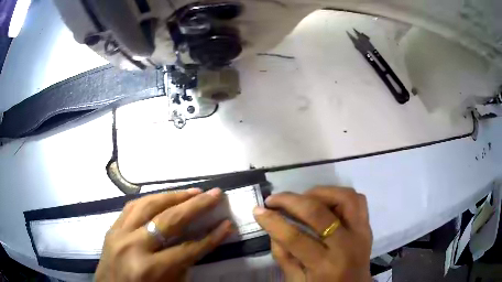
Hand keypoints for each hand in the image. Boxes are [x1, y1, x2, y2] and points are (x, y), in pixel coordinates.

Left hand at [95, 188, 232, 281]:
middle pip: (168, 220)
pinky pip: (132, 206)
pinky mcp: (112, 228)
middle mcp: (132, 246)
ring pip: (147, 205)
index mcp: (149, 269)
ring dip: (173, 196)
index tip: (227, 225)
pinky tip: (163, 197)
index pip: (186, 249)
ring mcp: (118, 233)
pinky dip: (151, 199)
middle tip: (214, 194)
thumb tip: (198, 243)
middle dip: (195, 206)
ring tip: (192, 191)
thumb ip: (182, 265)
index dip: (210, 238)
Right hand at [253, 187, 371, 281]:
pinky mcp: (367, 226)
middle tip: (274, 199)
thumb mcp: (297, 281)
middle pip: (318, 212)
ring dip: (319, 193)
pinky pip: (357, 200)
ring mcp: (361, 232)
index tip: (258, 210)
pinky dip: (339, 195)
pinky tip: (325, 202)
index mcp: (326, 265)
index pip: (295, 238)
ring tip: (302, 198)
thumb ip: (284, 256)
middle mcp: (346, 245)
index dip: (273, 221)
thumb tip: (273, 227)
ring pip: (344, 197)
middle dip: (290, 201)